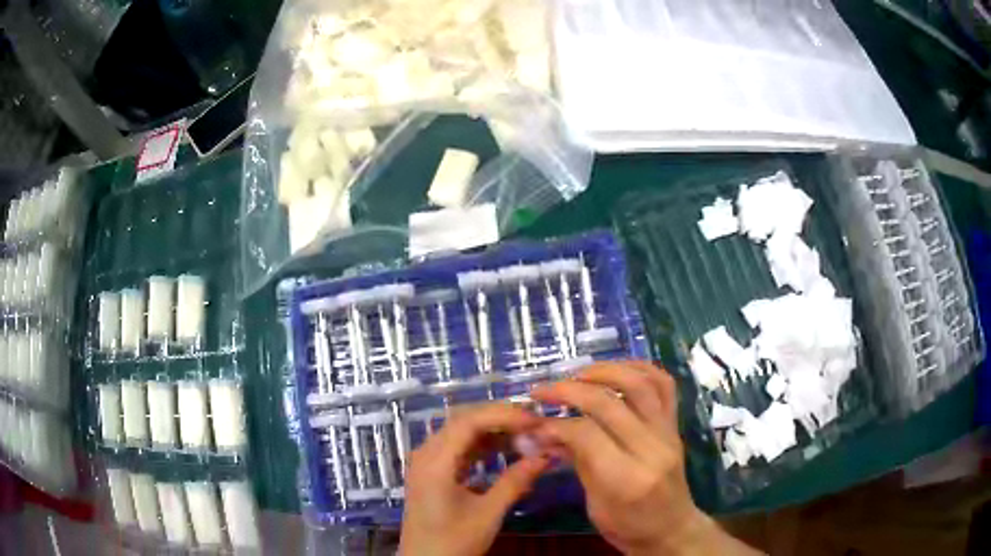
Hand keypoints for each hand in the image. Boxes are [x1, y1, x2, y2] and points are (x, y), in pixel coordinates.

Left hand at [399, 404, 548, 555]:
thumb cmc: (453, 542)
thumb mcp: (488, 514)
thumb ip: (515, 482)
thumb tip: (545, 455)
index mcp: (435, 462)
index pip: (469, 421)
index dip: (504, 415)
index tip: (535, 420)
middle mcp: (426, 454)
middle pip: (463, 420)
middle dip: (500, 418)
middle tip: (534, 423)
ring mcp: (427, 462)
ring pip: (461, 432)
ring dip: (493, 430)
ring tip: (525, 434)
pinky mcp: (432, 472)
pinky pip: (458, 448)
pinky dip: (482, 445)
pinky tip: (505, 449)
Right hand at [531, 361, 760, 555]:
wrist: (672, 529)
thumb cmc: (628, 526)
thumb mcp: (594, 505)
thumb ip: (575, 463)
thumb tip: (542, 433)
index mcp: (626, 479)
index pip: (587, 434)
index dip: (556, 423)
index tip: (535, 422)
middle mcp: (651, 449)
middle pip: (609, 403)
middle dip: (570, 390)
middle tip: (544, 390)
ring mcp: (668, 433)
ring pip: (640, 384)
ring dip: (605, 370)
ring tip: (577, 373)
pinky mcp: (675, 425)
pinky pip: (664, 385)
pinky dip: (640, 367)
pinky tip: (616, 369)